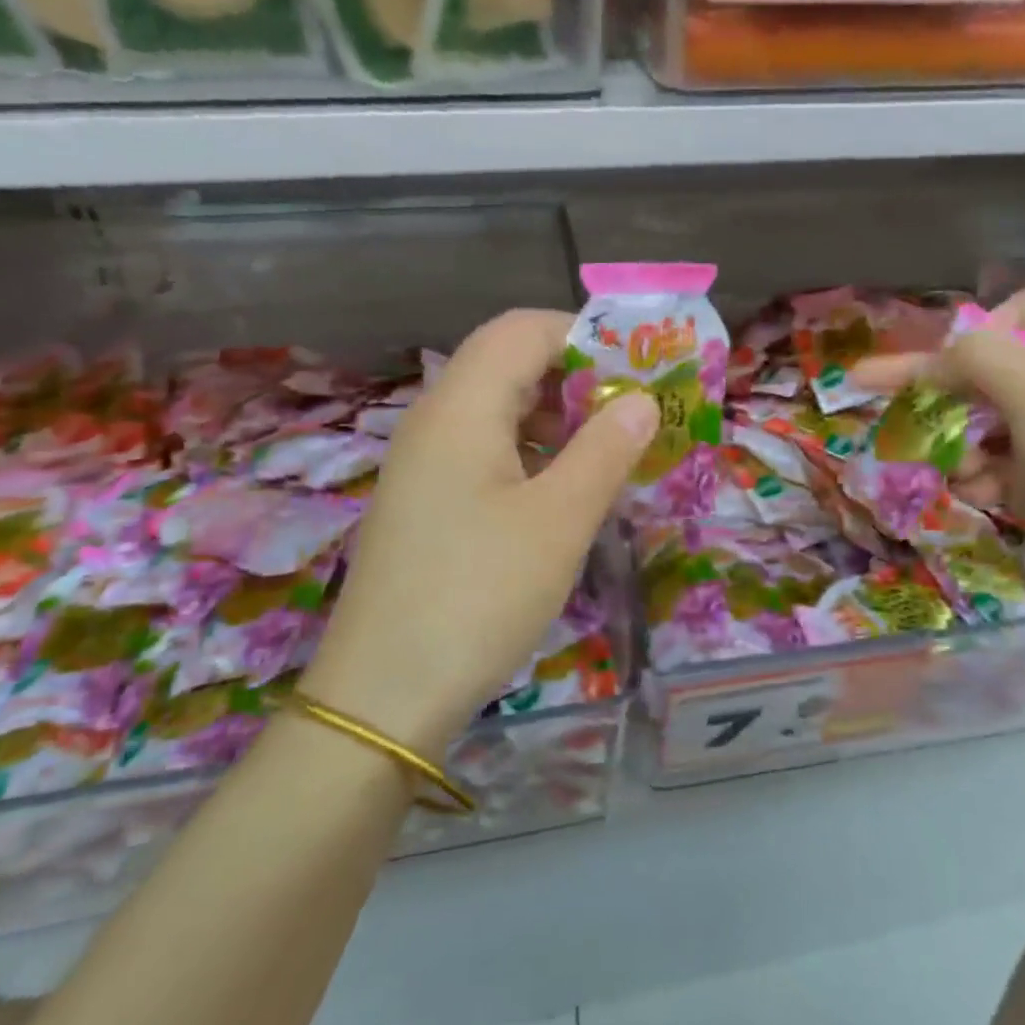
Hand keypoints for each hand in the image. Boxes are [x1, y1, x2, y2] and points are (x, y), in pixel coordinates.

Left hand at [304, 310, 657, 753]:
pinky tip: (561, 493)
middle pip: (507, 364)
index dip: (583, 335)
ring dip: (555, 418)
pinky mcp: (425, 503)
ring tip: (609, 452)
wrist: (383, 695)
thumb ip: (605, 450)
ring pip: (496, 411)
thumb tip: (642, 400)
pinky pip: (483, 452)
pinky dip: (530, 454)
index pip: (522, 329)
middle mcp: (434, 422)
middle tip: (633, 413)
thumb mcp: (559, 521)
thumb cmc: (478, 595)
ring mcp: (423, 465)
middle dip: (576, 376)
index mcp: (461, 408)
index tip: (638, 370)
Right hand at [853, 291, 1024, 612]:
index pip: (1019, 311)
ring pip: (972, 419)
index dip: (981, 326)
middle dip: (934, 386)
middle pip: (980, 367)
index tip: (952, 357)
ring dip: (955, 440)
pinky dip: (974, 477)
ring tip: (963, 467)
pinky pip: (983, 464)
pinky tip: (982, 494)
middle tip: (867, 384)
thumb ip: (975, 357)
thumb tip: (937, 354)